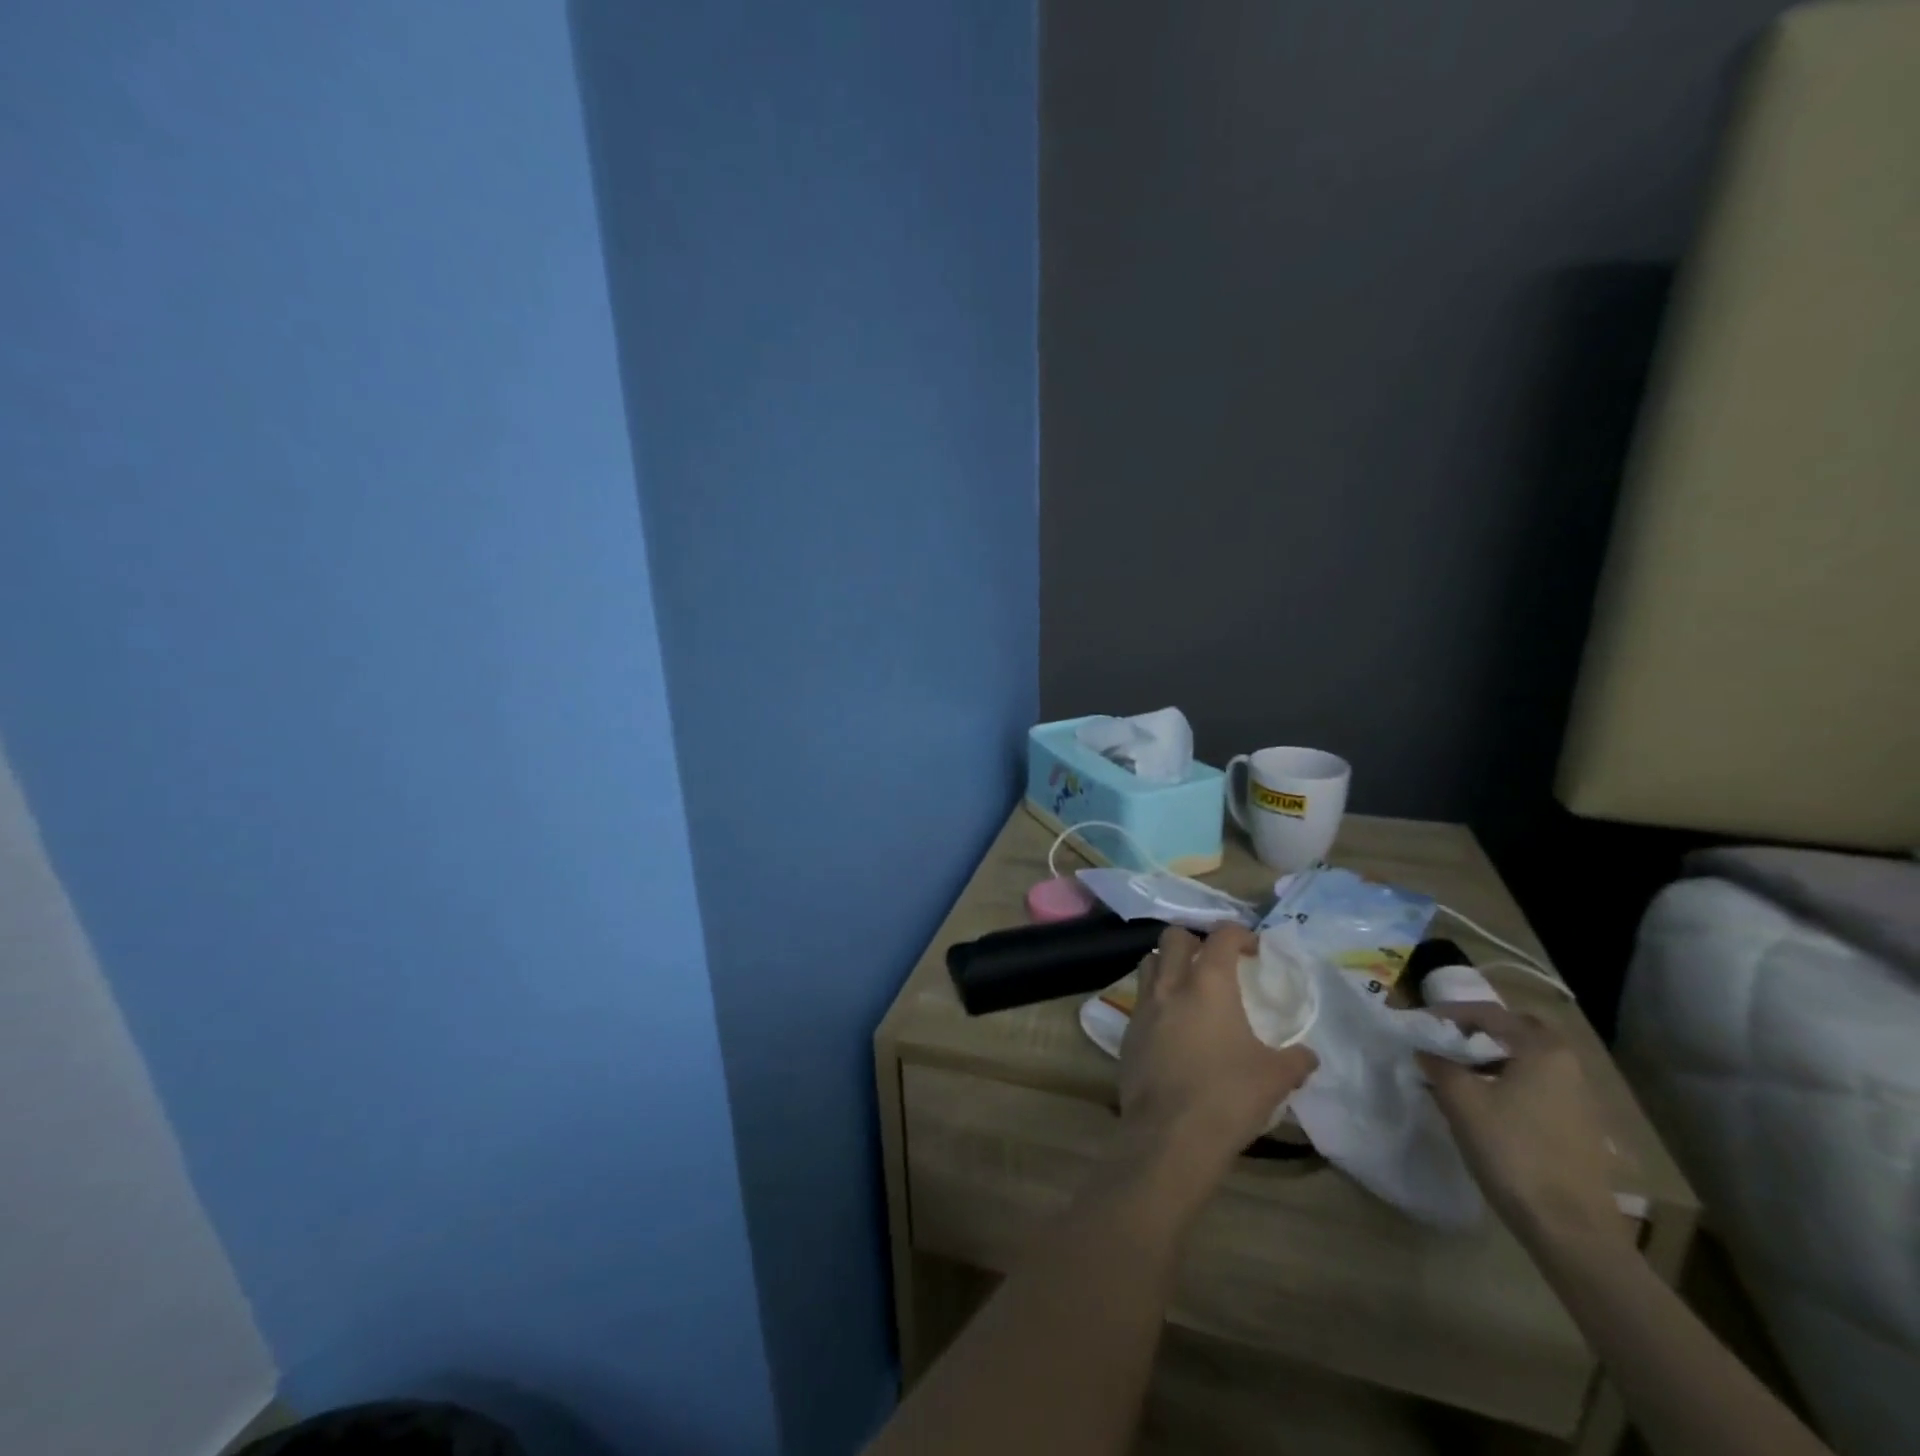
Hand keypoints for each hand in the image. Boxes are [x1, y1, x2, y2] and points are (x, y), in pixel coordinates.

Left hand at [1119, 925, 1317, 1174]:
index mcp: (1208, 983)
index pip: (1221, 936)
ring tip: (1189, 987)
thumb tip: (1308, 1057)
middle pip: (1173, 937)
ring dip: (1168, 964)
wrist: (1170, 1134)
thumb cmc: (1227, 1096)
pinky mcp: (1127, 1032)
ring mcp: (1143, 1007)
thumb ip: (1295, 1060)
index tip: (1253, 949)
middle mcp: (1170, 985)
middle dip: (1195, 941)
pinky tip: (1173, 1027)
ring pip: (1149, 962)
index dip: (1239, 934)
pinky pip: (1140, 1000)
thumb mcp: (1275, 1078)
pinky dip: (1156, 1000)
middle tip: (1215, 963)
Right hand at [1417, 1004, 1628, 1251]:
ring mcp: (1580, 1100)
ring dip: (1493, 1058)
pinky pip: (1538, 1087)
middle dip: (1481, 1030)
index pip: (1490, 1013)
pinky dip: (1509, 1082)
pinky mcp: (1580, 1129)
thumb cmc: (1512, 1151)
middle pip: (1519, 1032)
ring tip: (1458, 1072)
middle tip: (1447, 1038)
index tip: (1419, 1022)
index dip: (1449, 1013)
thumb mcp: (1461, 1101)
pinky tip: (1486, 1104)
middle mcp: (1569, 1067)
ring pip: (1530, 1061)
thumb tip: (1425, 1050)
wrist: (1571, 1230)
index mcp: (1543, 1050)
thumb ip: (1438, 1065)